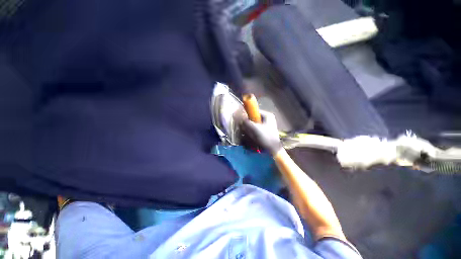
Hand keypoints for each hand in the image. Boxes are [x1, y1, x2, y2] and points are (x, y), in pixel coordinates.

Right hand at [241, 110, 282, 154]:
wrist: (274, 149)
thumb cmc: (266, 137)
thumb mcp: (256, 129)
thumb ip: (247, 122)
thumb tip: (241, 118)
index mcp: (268, 115)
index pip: (254, 112)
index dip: (248, 115)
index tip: (243, 121)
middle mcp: (268, 119)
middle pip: (254, 118)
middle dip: (249, 124)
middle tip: (246, 129)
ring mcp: (267, 125)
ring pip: (254, 124)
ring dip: (250, 129)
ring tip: (251, 134)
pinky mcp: (265, 131)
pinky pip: (256, 129)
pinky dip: (253, 132)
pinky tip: (253, 137)